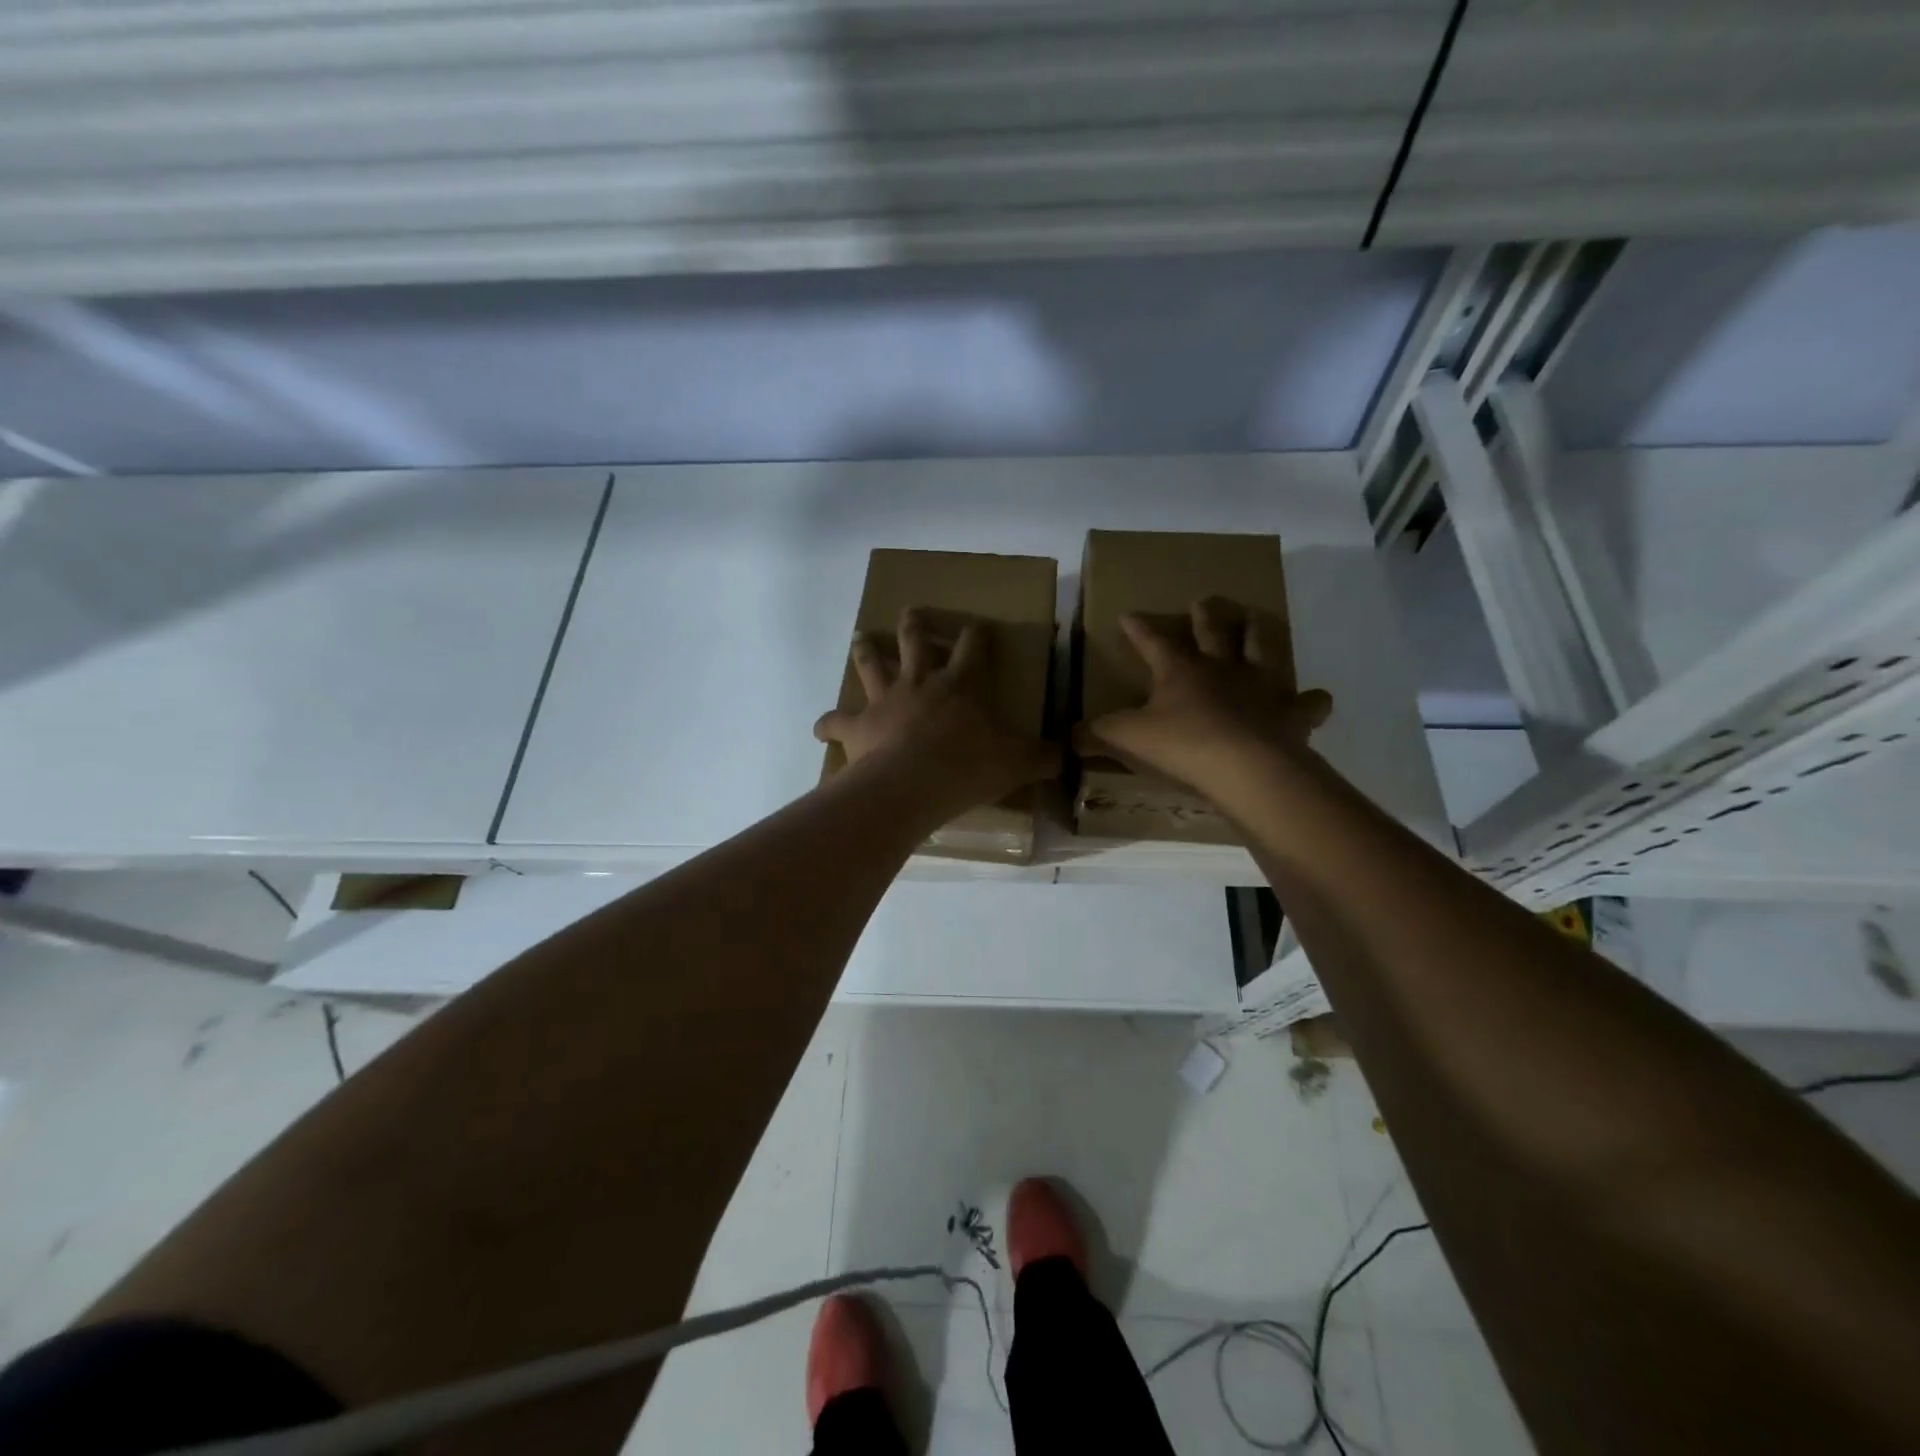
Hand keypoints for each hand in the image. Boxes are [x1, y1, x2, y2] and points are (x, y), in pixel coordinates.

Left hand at [814, 608, 1059, 814]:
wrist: (912, 784)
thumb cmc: (968, 767)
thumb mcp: (1016, 762)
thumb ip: (1042, 757)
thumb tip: (1067, 755)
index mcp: (960, 684)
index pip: (973, 646)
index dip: (977, 634)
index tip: (979, 626)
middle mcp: (919, 682)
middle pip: (913, 640)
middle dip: (914, 624)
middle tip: (911, 612)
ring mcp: (884, 700)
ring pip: (871, 664)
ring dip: (865, 650)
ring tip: (861, 638)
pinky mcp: (858, 725)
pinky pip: (835, 720)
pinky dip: (827, 724)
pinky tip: (819, 727)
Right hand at [1079, 597, 1331, 799]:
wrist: (1244, 768)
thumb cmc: (1181, 745)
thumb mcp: (1126, 739)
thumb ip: (1095, 735)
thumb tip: (1066, 737)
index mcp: (1180, 671)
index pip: (1153, 642)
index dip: (1140, 629)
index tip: (1129, 614)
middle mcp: (1222, 668)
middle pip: (1213, 632)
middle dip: (1205, 616)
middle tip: (1204, 601)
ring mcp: (1261, 686)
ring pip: (1263, 648)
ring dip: (1259, 633)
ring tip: (1258, 620)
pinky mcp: (1291, 713)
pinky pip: (1307, 703)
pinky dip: (1312, 701)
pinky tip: (1316, 698)